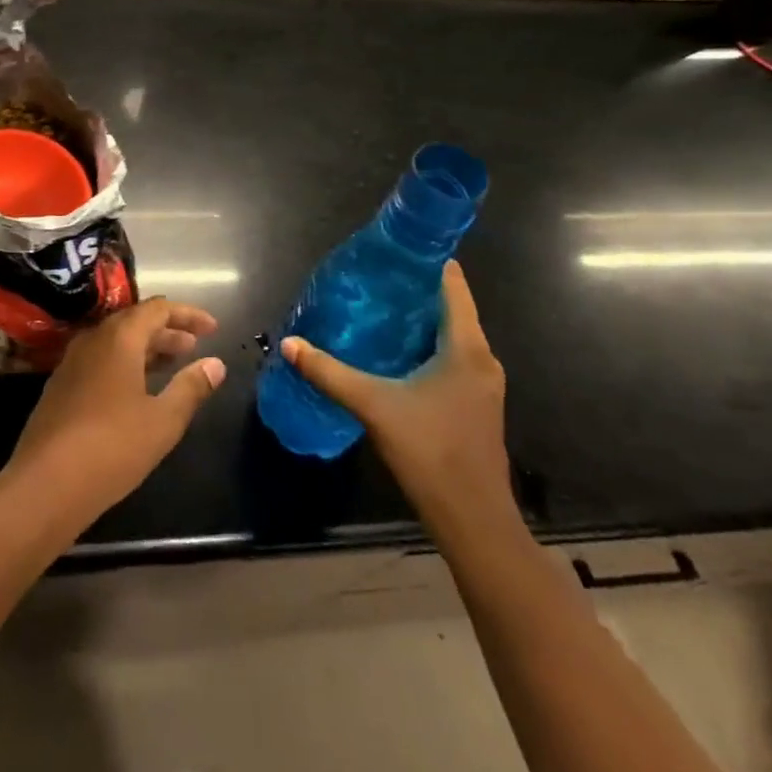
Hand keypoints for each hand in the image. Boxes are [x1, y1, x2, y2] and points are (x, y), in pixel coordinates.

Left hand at [6, 298, 224, 524]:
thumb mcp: (163, 420)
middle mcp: (93, 339)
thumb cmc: (112, 447)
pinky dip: (125, 363)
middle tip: (195, 347)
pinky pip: (100, 360)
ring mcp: (72, 362)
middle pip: (135, 321)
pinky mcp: (60, 385)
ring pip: (115, 341)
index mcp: (119, 338)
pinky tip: (136, 389)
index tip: (213, 329)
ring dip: (146, 348)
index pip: (158, 309)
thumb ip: (191, 388)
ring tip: (172, 365)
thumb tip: (216, 364)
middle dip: (168, 331)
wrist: (45, 483)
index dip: (187, 314)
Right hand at [282, 260, 510, 528]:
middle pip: (450, 309)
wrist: (474, 522)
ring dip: (417, 321)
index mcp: (466, 349)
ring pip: (450, 336)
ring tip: (375, 308)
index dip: (427, 263)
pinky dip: (424, 346)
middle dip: (413, 292)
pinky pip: (450, 358)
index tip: (393, 250)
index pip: (453, 287)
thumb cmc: (430, 453)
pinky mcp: (474, 404)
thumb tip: (290, 344)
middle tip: (371, 279)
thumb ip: (329, 373)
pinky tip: (391, 353)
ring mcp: (482, 384)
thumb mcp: (374, 406)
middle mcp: (482, 359)